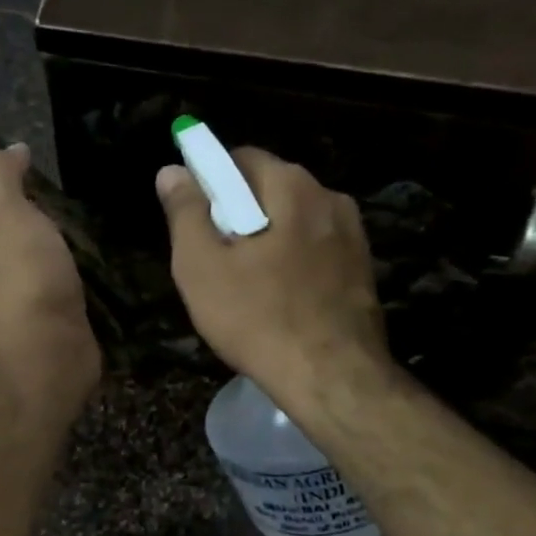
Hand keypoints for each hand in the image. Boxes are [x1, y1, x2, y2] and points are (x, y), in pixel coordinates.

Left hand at [0, 145, 100, 410]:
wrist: (47, 350)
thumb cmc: (20, 275)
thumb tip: (11, 150)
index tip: (25, 158)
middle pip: (8, 229)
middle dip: (31, 208)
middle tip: (70, 185)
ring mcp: (27, 295)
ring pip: (41, 255)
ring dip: (62, 238)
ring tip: (97, 214)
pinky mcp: (60, 315)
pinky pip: (70, 281)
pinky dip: (84, 266)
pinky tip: (107, 253)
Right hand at [156, 149, 390, 401]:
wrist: (332, 378)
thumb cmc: (257, 318)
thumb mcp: (201, 266)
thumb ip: (185, 212)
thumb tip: (172, 170)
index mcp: (292, 186)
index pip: (240, 158)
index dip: (208, 180)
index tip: (191, 217)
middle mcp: (330, 197)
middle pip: (269, 188)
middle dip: (237, 212)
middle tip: (213, 257)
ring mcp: (353, 234)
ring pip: (293, 221)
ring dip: (266, 238)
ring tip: (244, 284)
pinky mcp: (363, 267)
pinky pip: (314, 248)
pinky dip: (291, 261)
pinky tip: (277, 298)